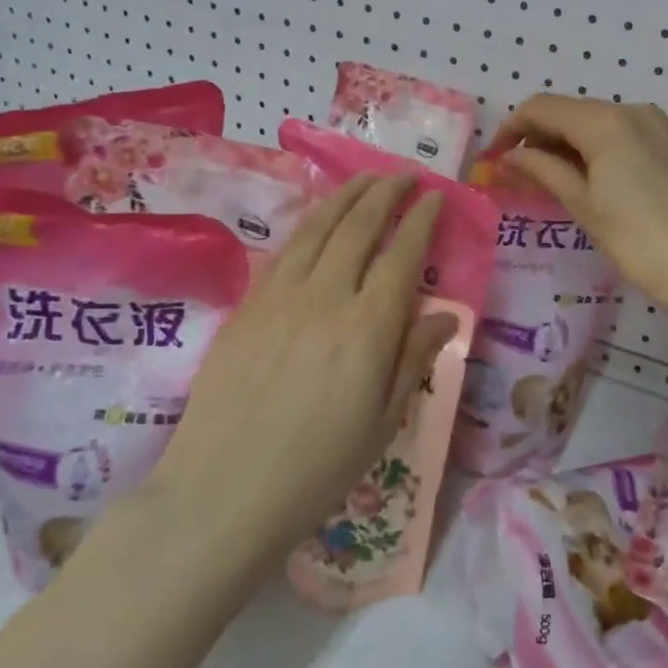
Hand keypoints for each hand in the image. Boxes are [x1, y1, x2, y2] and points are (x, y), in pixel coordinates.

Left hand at [153, 173, 457, 577]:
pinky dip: (310, 222)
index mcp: (368, 327)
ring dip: (347, 195)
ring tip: (366, 179)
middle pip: (359, 225)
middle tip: (404, 175)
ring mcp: (280, 296)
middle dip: (385, 192)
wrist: (222, 492)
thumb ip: (413, 359)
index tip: (434, 197)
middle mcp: (326, 297)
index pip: (402, 254)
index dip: (421, 219)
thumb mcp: (382, 422)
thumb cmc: (316, 468)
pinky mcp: (247, 305)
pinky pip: (285, 249)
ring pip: (319, 227)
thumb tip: (444, 316)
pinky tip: (319, 218)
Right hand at [493, 95, 667, 312]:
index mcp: (606, 121)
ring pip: (595, 120)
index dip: (512, 128)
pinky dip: (594, 145)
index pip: (543, 107)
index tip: (494, 158)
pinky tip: (584, 175)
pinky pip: (619, 131)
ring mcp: (656, 123)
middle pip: (570, 110)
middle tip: (516, 172)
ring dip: (565, 141)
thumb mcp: (581, 203)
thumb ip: (541, 169)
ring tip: (547, 177)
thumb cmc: (635, 239)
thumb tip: (508, 156)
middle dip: (538, 135)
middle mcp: (632, 109)